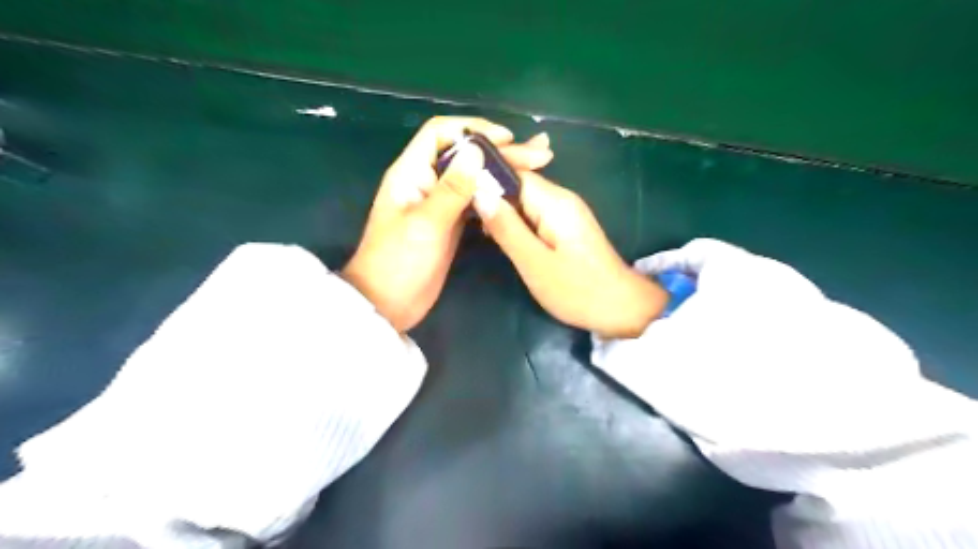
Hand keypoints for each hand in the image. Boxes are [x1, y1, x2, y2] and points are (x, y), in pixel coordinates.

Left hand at [341, 115, 557, 331]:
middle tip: (540, 155)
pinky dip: (496, 194)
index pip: (441, 133)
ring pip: (474, 176)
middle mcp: (426, 180)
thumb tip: (476, 150)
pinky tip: (517, 195)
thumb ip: (452, 188)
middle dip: (501, 151)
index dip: (474, 130)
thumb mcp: (426, 224)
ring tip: (537, 168)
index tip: (507, 139)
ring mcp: (440, 202)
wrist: (388, 304)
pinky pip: (475, 199)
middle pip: (464, 155)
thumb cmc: (399, 262)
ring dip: (502, 171)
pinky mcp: (450, 222)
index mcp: (411, 172)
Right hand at [478, 169, 669, 339]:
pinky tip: (501, 235)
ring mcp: (565, 211)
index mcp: (554, 201)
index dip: (484, 178)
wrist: (620, 308)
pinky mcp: (566, 225)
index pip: (513, 171)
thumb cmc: (577, 290)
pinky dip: (515, 221)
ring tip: (477, 227)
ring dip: (501, 210)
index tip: (458, 191)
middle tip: (463, 215)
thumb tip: (479, 192)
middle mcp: (561, 197)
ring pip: (524, 199)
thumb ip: (506, 227)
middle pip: (518, 182)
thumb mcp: (534, 263)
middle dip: (491, 194)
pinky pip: (533, 213)